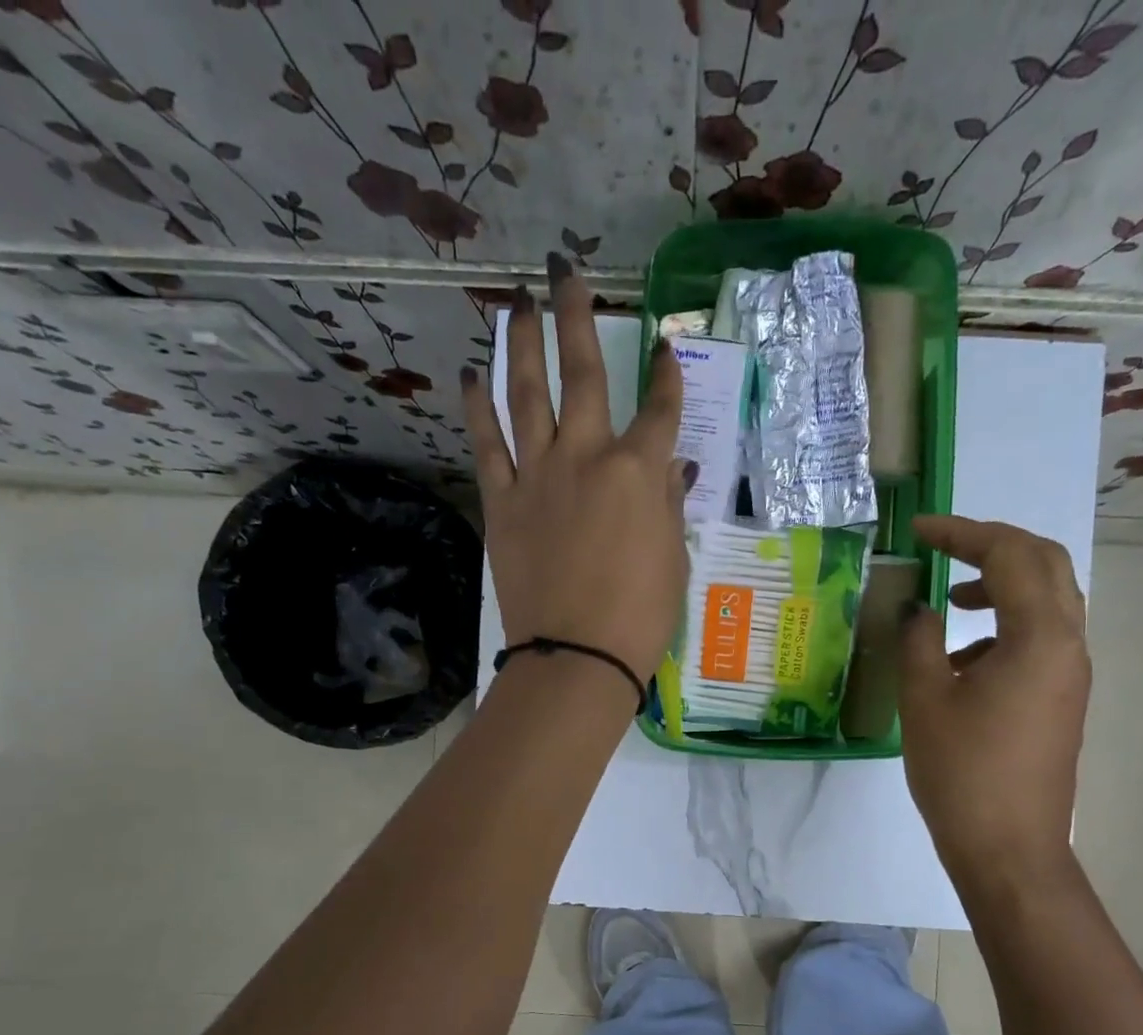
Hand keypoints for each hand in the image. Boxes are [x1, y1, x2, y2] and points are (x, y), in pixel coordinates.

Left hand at [460, 252, 691, 683]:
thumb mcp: (672, 557)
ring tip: (516, 302)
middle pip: (583, 374)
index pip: (660, 409)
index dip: (666, 376)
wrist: (577, 655)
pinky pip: (487, 443)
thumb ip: (667, 503)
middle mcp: (587, 456)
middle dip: (578, 316)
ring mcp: (538, 475)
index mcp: (638, 472)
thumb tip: (671, 466)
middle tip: (566, 271)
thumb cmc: (639, 615)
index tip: (665, 348)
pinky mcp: (503, 501)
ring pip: (526, 393)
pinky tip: (470, 373)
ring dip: (521, 342)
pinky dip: (477, 406)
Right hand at [898, 516, 1090, 876]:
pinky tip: (962, 658)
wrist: (1009, 849)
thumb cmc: (962, 772)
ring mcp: (1071, 673)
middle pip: (1045, 564)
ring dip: (1003, 584)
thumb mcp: (926, 699)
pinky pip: (1042, 637)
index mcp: (1039, 636)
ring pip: (1048, 600)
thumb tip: (921, 609)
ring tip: (952, 599)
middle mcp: (1068, 644)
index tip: (919, 530)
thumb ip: (920, 640)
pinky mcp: (1062, 698)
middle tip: (945, 547)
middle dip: (993, 545)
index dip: (962, 532)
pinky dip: (1005, 624)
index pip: (1009, 554)